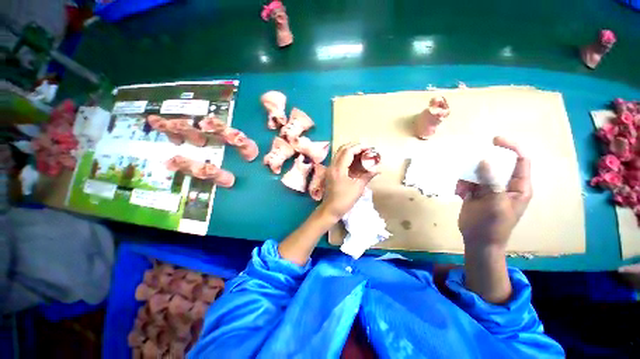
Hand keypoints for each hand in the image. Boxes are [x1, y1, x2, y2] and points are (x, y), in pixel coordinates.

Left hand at [320, 143, 378, 219]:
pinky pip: (338, 159)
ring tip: (361, 152)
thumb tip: (378, 169)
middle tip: (366, 148)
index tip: (369, 148)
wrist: (331, 209)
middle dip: (354, 146)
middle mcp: (332, 166)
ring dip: (350, 150)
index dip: (359, 147)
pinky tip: (354, 160)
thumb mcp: (358, 188)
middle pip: (342, 149)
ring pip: (339, 153)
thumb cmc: (344, 200)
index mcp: (339, 169)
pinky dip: (346, 156)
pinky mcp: (330, 172)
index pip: (348, 151)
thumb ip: (367, 176)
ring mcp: (330, 169)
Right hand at [456, 137, 531, 249]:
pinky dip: (461, 185)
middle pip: (496, 165)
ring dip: (467, 176)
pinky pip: (467, 182)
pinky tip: (458, 193)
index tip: (495, 140)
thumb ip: (491, 182)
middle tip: (469, 162)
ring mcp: (488, 189)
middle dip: (482, 162)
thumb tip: (484, 160)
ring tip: (462, 188)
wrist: (479, 240)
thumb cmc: (494, 225)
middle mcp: (504, 185)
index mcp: (518, 187)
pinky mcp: (474, 194)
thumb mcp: (496, 203)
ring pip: (478, 173)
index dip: (511, 148)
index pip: (520, 161)